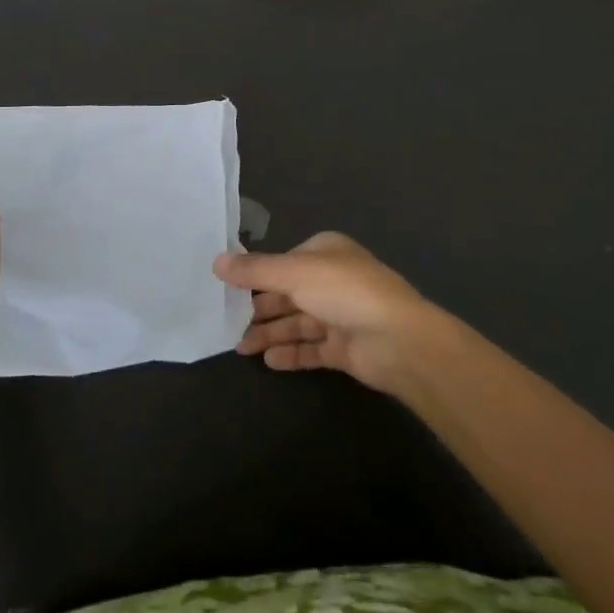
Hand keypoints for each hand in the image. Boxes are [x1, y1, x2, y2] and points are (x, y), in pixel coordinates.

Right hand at [212, 232, 435, 392]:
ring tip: (240, 347)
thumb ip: (254, 270)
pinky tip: (268, 360)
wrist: (397, 340)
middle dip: (259, 308)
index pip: (284, 262)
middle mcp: (332, 280)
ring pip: (297, 322)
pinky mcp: (344, 348)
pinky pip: (311, 349)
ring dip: (270, 333)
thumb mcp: (294, 273)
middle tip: (227, 323)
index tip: (227, 289)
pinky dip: (290, 353)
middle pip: (288, 293)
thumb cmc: (344, 292)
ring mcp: (340, 315)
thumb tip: (216, 261)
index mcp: (325, 252)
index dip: (257, 275)